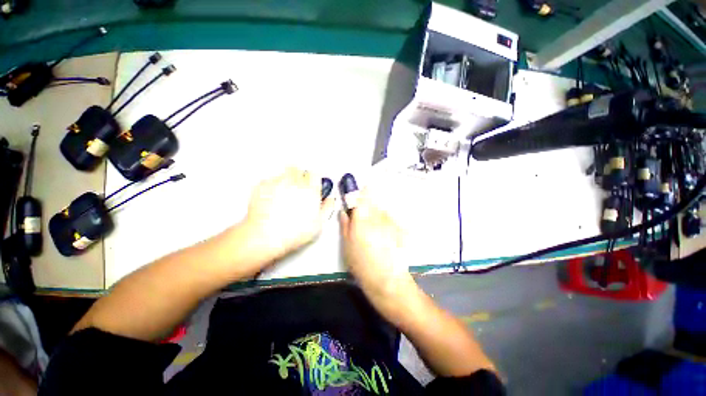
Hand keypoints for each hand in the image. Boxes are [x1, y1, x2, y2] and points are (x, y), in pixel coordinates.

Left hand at [243, 168, 333, 262]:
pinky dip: (271, 185)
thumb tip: (330, 199)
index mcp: (310, 190)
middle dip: (299, 176)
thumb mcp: (319, 224)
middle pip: (299, 170)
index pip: (314, 174)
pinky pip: (269, 179)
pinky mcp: (263, 186)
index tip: (311, 184)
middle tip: (297, 188)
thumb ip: (327, 208)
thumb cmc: (294, 232)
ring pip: (284, 172)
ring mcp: (278, 182)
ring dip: (286, 178)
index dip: (313, 178)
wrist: (266, 236)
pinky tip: (271, 196)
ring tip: (284, 191)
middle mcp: (295, 182)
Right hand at [340, 189, 413, 298]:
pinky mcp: (401, 230)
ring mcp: (391, 223)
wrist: (386, 279)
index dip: (363, 192)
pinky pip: (392, 222)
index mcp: (363, 218)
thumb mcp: (347, 245)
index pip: (364, 196)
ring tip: (376, 234)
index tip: (362, 192)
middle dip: (370, 208)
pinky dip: (388, 226)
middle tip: (366, 222)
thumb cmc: (361, 263)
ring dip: (379, 217)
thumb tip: (344, 211)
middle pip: (374, 203)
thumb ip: (345, 224)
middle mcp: (378, 216)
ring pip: (383, 213)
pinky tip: (386, 239)